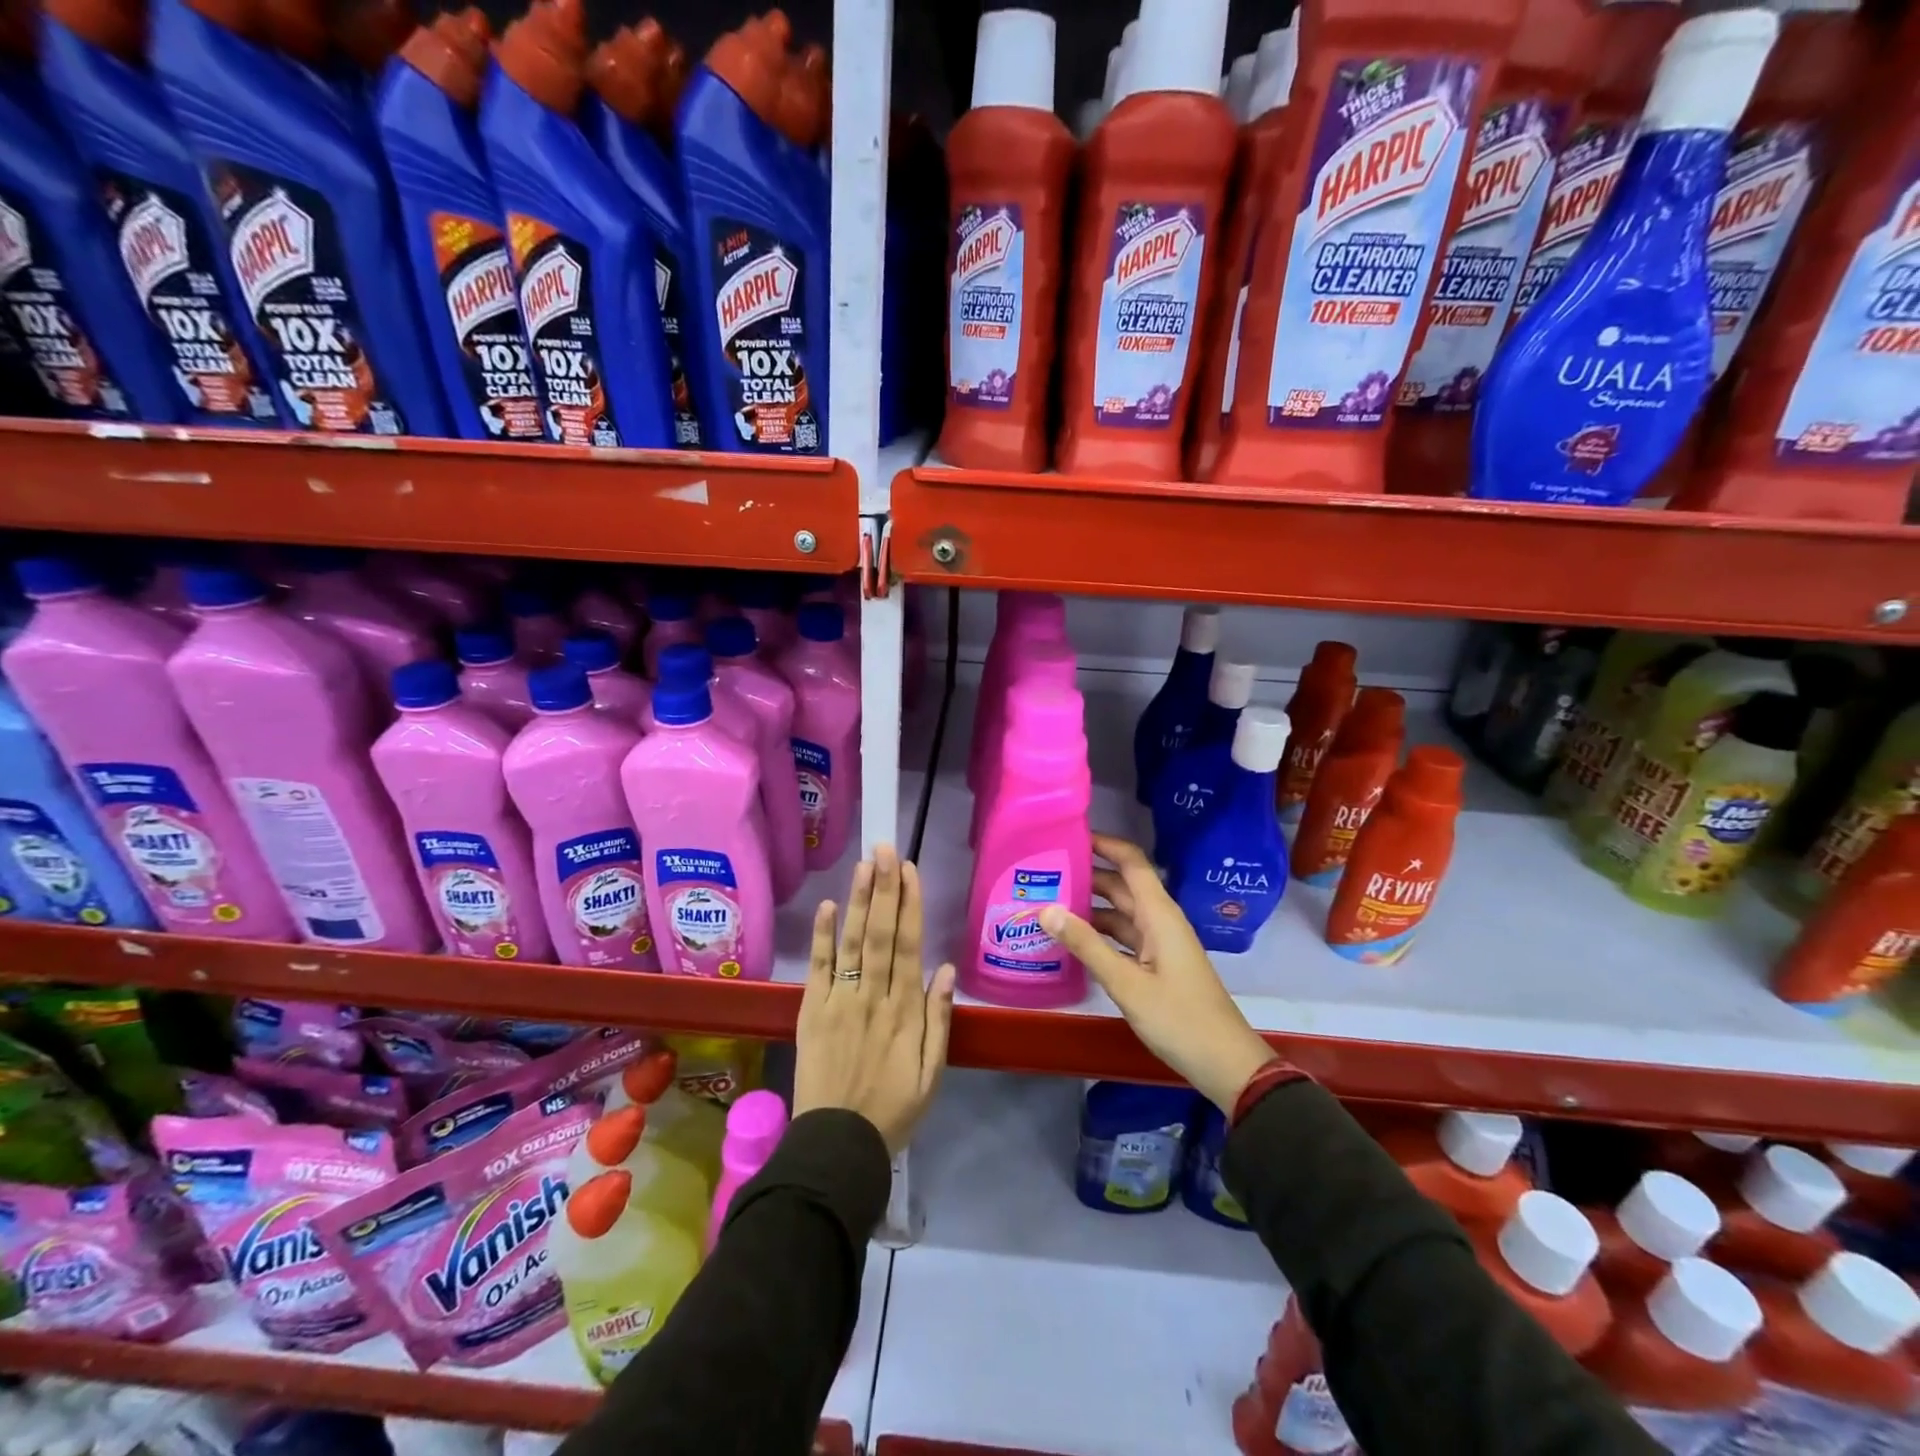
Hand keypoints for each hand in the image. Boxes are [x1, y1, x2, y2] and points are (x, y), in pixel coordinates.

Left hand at [795, 844, 956, 1154]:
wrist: (838, 1145)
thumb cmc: (893, 1110)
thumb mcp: (933, 1074)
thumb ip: (940, 1020)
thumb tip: (945, 970)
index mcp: (906, 1011)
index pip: (910, 946)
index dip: (910, 905)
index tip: (910, 870)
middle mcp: (874, 996)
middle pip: (881, 934)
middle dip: (885, 889)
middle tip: (886, 848)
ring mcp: (840, 1001)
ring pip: (853, 942)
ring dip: (859, 901)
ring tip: (864, 865)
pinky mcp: (812, 1011)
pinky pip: (819, 968)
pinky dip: (823, 936)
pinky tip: (827, 906)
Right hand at [1040, 834, 1277, 1112]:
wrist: (1225, 1063)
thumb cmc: (1179, 1019)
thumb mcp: (1127, 983)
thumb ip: (1086, 945)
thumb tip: (1045, 908)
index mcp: (1159, 914)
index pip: (1131, 861)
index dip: (1104, 843)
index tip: (1068, 835)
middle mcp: (1160, 920)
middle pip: (1121, 884)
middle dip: (1086, 874)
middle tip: (1043, 872)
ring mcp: (1159, 943)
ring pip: (1120, 912)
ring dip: (1089, 906)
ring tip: (1047, 901)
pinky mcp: (1156, 964)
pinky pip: (1123, 936)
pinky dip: (1098, 933)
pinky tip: (1071, 940)